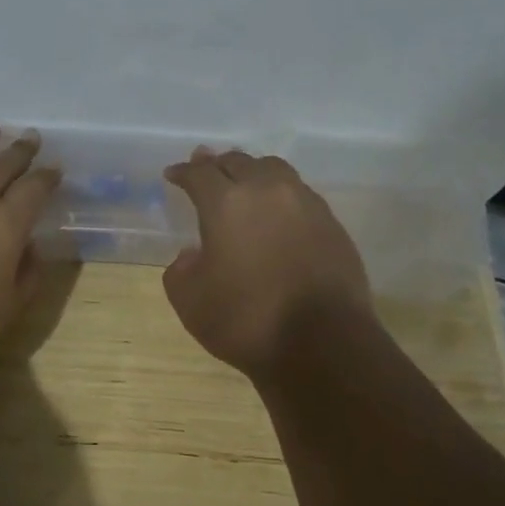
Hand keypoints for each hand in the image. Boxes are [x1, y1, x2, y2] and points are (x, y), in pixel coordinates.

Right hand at [162, 148, 372, 379]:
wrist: (322, 343)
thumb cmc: (246, 320)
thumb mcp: (190, 301)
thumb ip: (181, 269)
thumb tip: (194, 254)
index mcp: (226, 203)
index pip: (199, 174)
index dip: (182, 172)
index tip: (173, 174)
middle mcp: (267, 191)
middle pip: (238, 162)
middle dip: (217, 165)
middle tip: (205, 169)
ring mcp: (305, 204)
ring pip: (274, 170)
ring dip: (252, 172)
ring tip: (244, 183)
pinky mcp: (332, 224)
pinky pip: (299, 194)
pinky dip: (280, 195)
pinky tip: (276, 214)